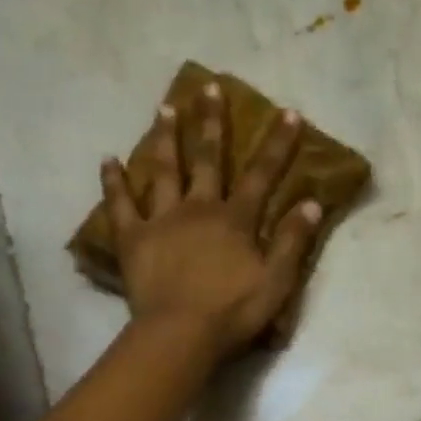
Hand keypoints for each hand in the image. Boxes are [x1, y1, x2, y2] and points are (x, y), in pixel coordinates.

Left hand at [101, 82, 320, 359]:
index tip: (287, 112)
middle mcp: (199, 208)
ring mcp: (162, 219)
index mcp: (235, 219)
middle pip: (207, 158)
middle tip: (208, 86)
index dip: (277, 144)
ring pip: (163, 170)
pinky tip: (108, 159)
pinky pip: (121, 204)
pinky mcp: (133, 238)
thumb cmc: (233, 311)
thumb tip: (312, 203)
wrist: (181, 333)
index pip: (261, 174)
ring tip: (164, 108)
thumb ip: (293, 241)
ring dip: (165, 137)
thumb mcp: (277, 281)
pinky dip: (113, 182)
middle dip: (211, 122)